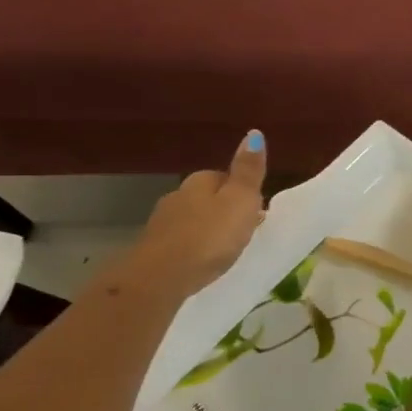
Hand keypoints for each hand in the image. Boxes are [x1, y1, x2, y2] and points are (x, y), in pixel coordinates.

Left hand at [127, 130, 268, 294]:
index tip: (257, 211)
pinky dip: (193, 247)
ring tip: (226, 249)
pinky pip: (181, 241)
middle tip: (244, 231)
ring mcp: (162, 222)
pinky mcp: (154, 249)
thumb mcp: (240, 201)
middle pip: (208, 198)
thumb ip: (248, 171)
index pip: (225, 177)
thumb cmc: (209, 237)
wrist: (161, 277)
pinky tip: (202, 261)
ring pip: (193, 219)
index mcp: (200, 182)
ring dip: (208, 229)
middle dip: (225, 211)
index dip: (243, 193)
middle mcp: (178, 196)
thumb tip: (254, 133)